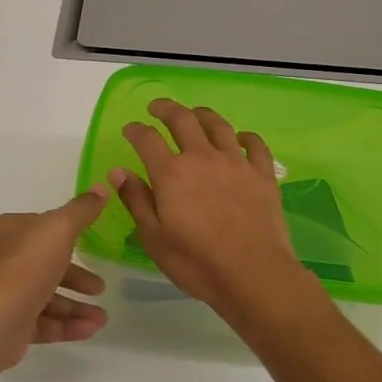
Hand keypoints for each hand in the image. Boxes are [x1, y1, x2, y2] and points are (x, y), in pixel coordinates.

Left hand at [0, 187, 110, 369]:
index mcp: (6, 232)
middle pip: (44, 264)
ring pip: (45, 296)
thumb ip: (80, 211)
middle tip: (99, 287)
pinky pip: (42, 322)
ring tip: (102, 317)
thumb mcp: (58, 229)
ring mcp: (2, 295)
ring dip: (76, 306)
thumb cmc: (23, 268)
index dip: (66, 234)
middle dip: (76, 276)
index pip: (40, 227)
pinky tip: (91, 329)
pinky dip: (66, 325)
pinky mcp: (6, 325)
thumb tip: (100, 188)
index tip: (91, 243)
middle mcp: (0, 260)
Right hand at [110, 99, 327, 328]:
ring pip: (219, 125)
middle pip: (183, 120)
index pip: (147, 139)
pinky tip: (240, 138)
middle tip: (157, 107)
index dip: (136, 130)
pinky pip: (255, 145)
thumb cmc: (197, 262)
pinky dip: (245, 136)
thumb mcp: (154, 237)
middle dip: (166, 109)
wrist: (254, 274)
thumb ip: (136, 200)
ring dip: (203, 114)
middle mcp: (203, 158)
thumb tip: (118, 171)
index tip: (129, 129)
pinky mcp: (262, 175)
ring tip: (195, 113)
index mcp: (172, 173)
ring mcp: (236, 163)